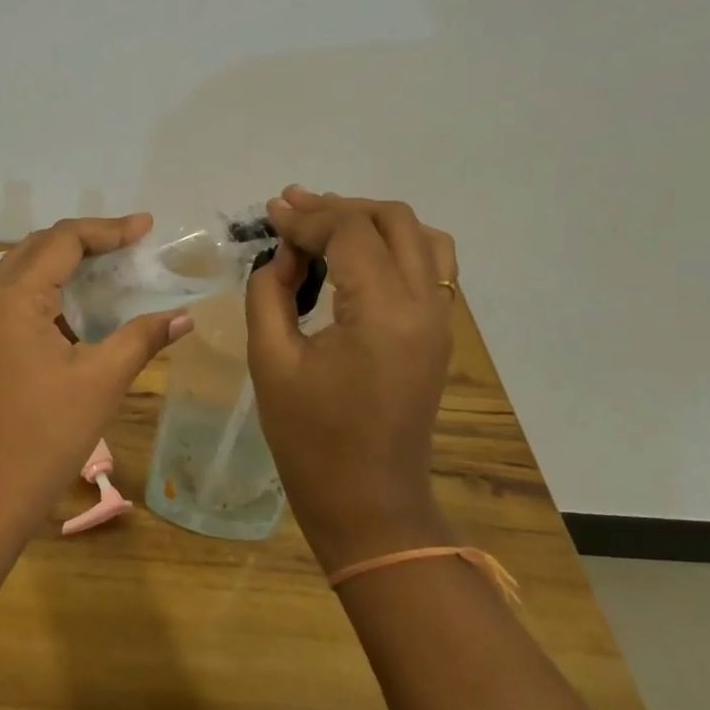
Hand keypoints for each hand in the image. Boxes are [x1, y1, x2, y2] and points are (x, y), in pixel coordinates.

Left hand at [0, 215, 192, 541]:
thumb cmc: (44, 436)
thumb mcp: (100, 382)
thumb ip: (142, 339)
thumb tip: (184, 317)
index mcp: (13, 298)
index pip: (62, 240)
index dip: (108, 230)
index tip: (147, 228)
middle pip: (38, 249)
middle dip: (86, 241)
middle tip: (131, 245)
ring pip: (23, 274)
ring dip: (65, 266)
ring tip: (110, 269)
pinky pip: (14, 302)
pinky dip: (49, 295)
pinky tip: (79, 312)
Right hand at [245, 187, 459, 572]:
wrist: (368, 502)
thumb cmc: (310, 438)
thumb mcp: (270, 361)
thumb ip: (269, 294)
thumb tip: (281, 256)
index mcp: (383, 312)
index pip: (350, 232)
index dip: (307, 215)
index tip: (270, 211)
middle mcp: (425, 305)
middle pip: (392, 220)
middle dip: (339, 207)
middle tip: (292, 211)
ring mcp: (440, 319)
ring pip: (421, 236)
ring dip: (372, 221)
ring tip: (326, 225)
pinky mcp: (439, 333)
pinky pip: (431, 265)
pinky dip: (394, 245)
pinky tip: (357, 256)